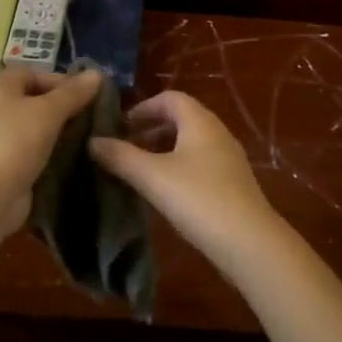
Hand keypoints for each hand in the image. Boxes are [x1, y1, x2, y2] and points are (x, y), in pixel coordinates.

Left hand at [0, 65, 102, 231]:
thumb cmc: (15, 141)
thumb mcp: (49, 111)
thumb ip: (73, 93)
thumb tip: (97, 73)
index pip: (33, 74)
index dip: (60, 81)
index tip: (87, 94)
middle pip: (33, 99)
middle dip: (62, 106)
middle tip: (90, 115)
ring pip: (33, 126)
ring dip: (57, 130)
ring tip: (86, 136)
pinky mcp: (3, 163)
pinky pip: (30, 149)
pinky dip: (48, 151)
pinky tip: (70, 156)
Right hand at [89, 90, 286, 277]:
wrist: (249, 243)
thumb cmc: (198, 199)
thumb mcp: (152, 176)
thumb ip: (121, 157)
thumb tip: (92, 141)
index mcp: (200, 121)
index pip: (170, 98)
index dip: (143, 107)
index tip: (119, 126)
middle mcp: (217, 133)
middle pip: (180, 119)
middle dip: (150, 129)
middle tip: (125, 147)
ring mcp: (228, 159)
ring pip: (190, 143)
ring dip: (163, 150)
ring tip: (139, 170)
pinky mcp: (232, 184)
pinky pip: (200, 163)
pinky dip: (178, 167)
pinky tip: (164, 192)